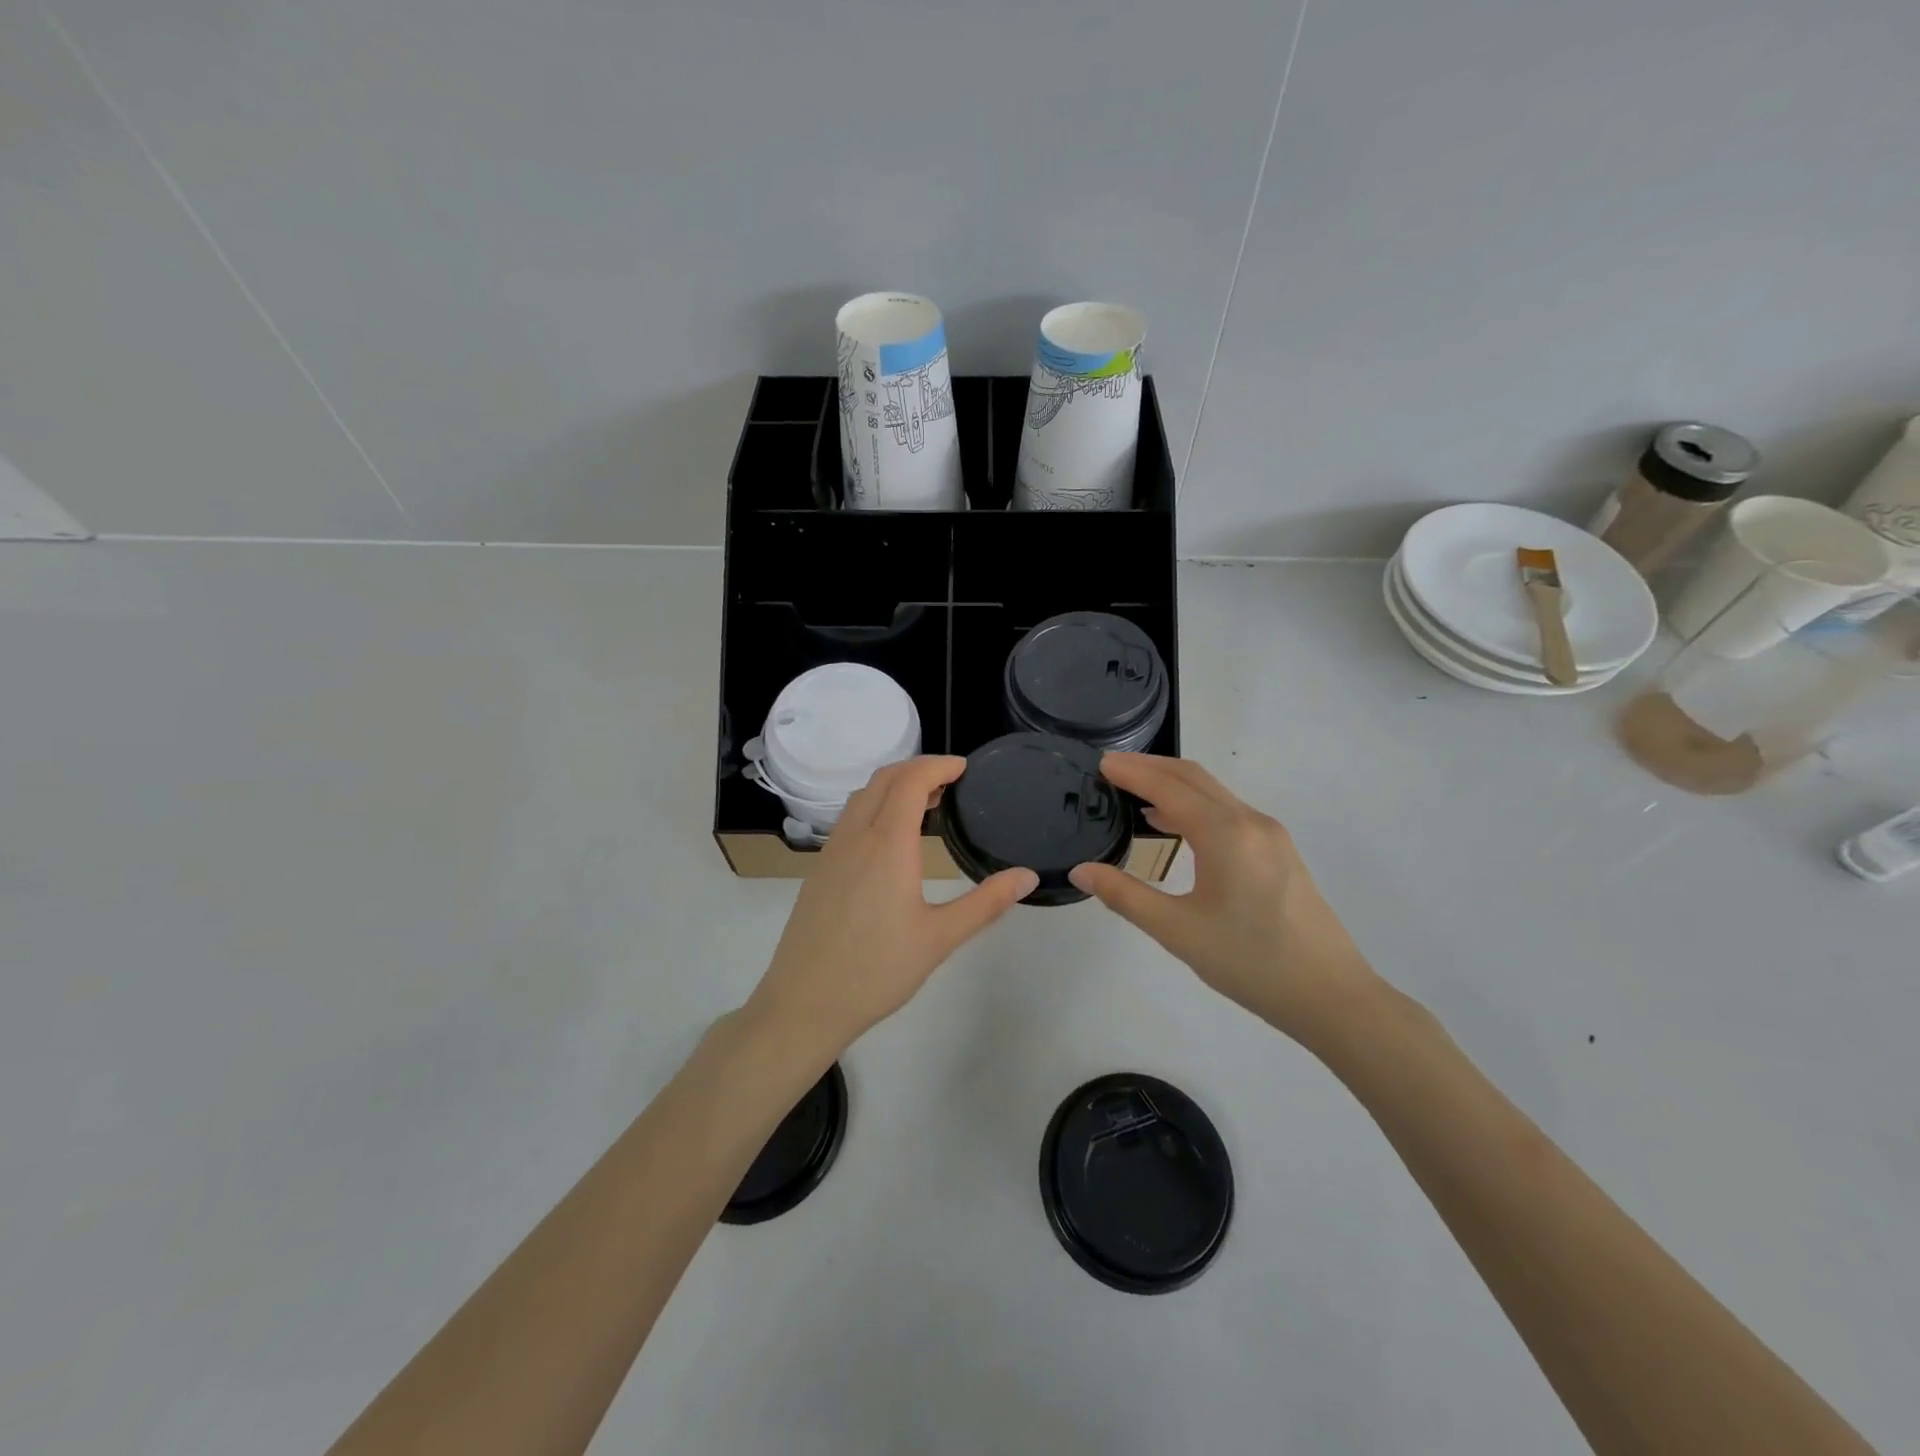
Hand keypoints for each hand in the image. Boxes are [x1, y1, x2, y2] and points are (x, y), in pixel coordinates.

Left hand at [744, 756, 1037, 1060]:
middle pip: (884, 779)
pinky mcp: (820, 869)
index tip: (965, 768)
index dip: (938, 765)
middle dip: (918, 769)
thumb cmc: (876, 971)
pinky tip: (891, 838)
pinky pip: (850, 819)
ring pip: (862, 797)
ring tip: (927, 804)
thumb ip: (986, 903)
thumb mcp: (940, 939)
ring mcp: (831, 852)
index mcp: (887, 844)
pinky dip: (875, 807)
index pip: (911, 780)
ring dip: (894, 786)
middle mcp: (856, 837)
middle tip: (951, 781)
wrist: (804, 1003)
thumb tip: (1027, 876)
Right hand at [1070, 754, 1379, 1043]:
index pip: (1168, 787)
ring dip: (1174, 786)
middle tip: (1111, 768)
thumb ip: (1125, 896)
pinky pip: (1229, 813)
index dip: (1132, 772)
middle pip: (1194, 778)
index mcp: (1225, 834)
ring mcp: (1271, 835)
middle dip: (1151, 767)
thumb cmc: (1250, 962)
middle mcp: (1250, 822)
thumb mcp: (1178, 931)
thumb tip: (1081, 871)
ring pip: (1214, 794)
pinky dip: (1195, 806)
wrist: (1332, 996)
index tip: (1100, 762)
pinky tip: (1175, 825)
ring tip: (1134, 793)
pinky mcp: (1280, 852)